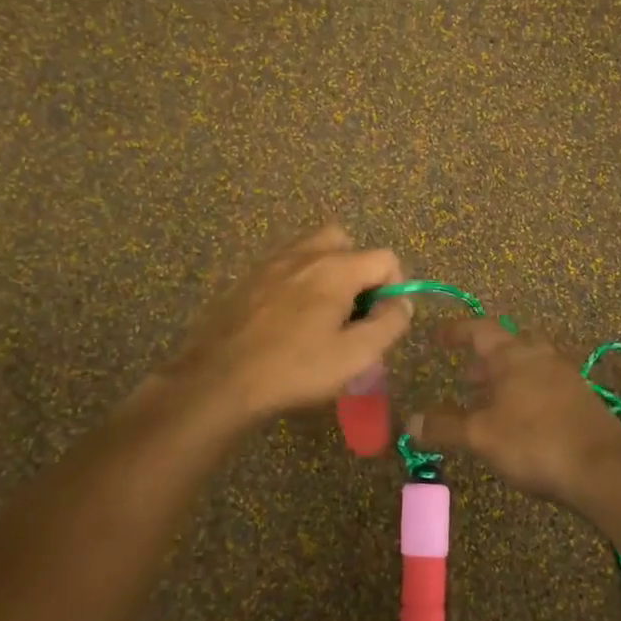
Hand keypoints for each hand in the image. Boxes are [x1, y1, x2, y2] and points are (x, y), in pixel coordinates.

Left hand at [163, 225, 413, 423]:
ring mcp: (270, 263)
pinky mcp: (246, 278)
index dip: (395, 285)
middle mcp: (304, 254)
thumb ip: (388, 325)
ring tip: (321, 313)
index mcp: (335, 268)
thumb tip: (402, 303)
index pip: (384, 257)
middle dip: (358, 269)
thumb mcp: (354, 356)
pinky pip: (283, 265)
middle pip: (344, 241)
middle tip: (352, 310)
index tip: (383, 319)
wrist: (218, 378)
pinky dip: (296, 280)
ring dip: (326, 271)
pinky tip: (287, 318)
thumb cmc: (294, 369)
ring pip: (310, 249)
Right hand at [408, 318, 620, 507]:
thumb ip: (444, 427)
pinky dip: (526, 393)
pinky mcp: (583, 400)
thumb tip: (410, 421)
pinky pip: (546, 385)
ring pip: (529, 366)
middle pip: (508, 345)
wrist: (604, 469)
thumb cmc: (535, 442)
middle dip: (485, 359)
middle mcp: (540, 357)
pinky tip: (521, 421)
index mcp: (513, 355)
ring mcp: (566, 377)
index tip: (438, 336)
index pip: (479, 330)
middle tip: (466, 376)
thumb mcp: (481, 436)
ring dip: (506, 378)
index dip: (456, 331)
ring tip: (490, 401)